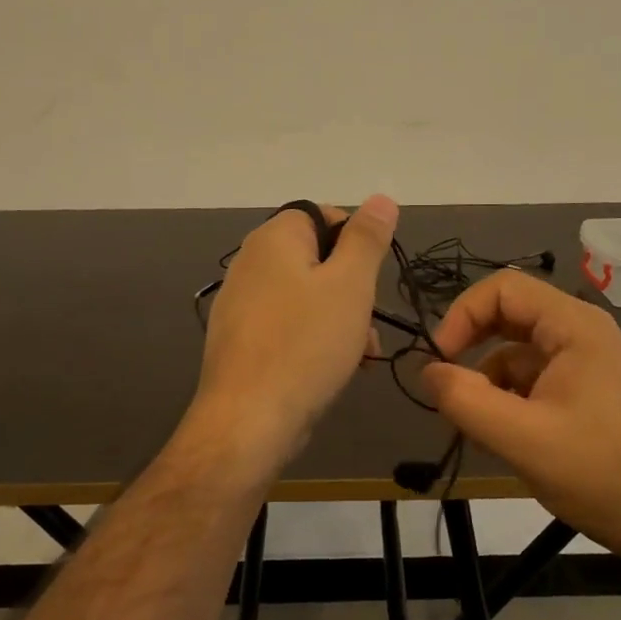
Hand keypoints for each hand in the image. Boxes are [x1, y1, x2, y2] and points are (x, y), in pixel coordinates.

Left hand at [190, 195, 399, 466]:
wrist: (249, 420)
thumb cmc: (306, 344)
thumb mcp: (350, 285)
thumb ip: (366, 238)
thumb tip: (380, 198)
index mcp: (273, 239)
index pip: (322, 215)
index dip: (355, 241)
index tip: (371, 278)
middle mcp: (250, 264)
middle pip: (316, 260)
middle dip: (352, 290)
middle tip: (369, 323)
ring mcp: (241, 305)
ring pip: (306, 299)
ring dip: (340, 320)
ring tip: (361, 355)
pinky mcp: (241, 342)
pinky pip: (287, 328)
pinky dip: (314, 341)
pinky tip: (333, 370)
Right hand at [420, 270, 620, 559]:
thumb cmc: (599, 472)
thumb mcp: (521, 438)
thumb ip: (465, 401)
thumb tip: (426, 372)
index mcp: (574, 326)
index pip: (502, 289)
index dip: (462, 316)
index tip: (438, 362)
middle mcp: (582, 334)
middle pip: (509, 317)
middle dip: (472, 351)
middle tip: (448, 391)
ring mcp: (588, 364)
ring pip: (518, 354)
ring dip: (489, 383)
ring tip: (479, 431)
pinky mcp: (589, 393)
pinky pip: (535, 380)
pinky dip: (510, 401)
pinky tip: (505, 440)